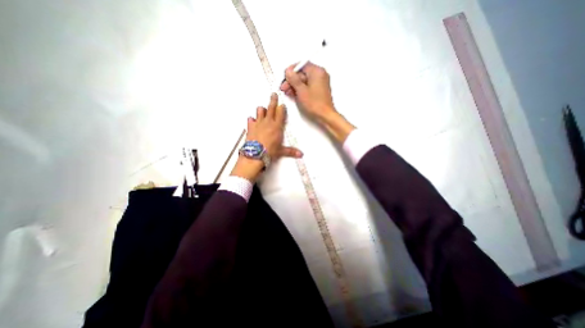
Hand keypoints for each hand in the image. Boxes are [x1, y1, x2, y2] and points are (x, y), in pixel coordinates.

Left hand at [230, 92, 300, 181]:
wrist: (256, 154)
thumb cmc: (269, 151)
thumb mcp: (281, 151)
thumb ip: (291, 151)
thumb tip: (301, 154)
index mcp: (277, 126)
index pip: (281, 113)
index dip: (282, 108)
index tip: (282, 105)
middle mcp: (268, 122)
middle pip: (271, 107)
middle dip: (273, 100)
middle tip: (273, 94)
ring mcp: (258, 123)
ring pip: (260, 110)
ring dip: (262, 110)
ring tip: (263, 110)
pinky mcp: (250, 126)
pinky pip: (250, 119)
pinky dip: (252, 120)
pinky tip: (252, 121)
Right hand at [280, 61, 335, 121]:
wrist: (325, 115)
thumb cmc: (316, 104)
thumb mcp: (301, 91)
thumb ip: (294, 79)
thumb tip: (289, 71)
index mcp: (317, 71)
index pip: (301, 65)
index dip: (291, 71)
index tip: (285, 77)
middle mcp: (320, 75)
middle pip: (302, 73)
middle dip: (292, 80)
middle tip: (284, 87)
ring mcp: (320, 82)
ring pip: (304, 80)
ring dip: (295, 85)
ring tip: (288, 92)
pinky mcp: (319, 89)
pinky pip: (308, 86)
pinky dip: (301, 89)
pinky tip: (294, 94)